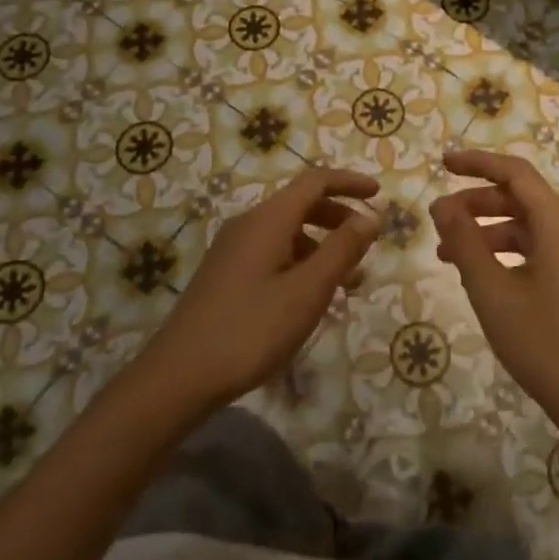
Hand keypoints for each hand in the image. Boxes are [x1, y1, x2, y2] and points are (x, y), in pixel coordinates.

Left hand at [139, 167, 379, 410]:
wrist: (179, 377)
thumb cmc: (251, 329)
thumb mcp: (308, 290)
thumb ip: (342, 249)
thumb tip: (370, 216)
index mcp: (268, 219)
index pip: (315, 182)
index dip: (349, 182)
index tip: (379, 193)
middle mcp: (248, 225)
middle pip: (301, 205)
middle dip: (339, 217)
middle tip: (367, 241)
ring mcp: (232, 251)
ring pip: (288, 233)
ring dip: (322, 247)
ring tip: (350, 281)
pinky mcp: (225, 276)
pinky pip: (273, 254)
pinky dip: (301, 263)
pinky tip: (312, 298)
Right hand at [430, 149, 558, 451]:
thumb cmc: (543, 342)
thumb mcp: (492, 291)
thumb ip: (464, 242)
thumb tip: (441, 204)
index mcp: (558, 224)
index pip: (516, 173)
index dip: (478, 163)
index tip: (442, 163)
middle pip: (520, 199)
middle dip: (476, 203)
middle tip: (438, 219)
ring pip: (525, 227)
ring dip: (486, 232)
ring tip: (447, 254)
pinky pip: (535, 251)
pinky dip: (504, 254)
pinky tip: (478, 276)